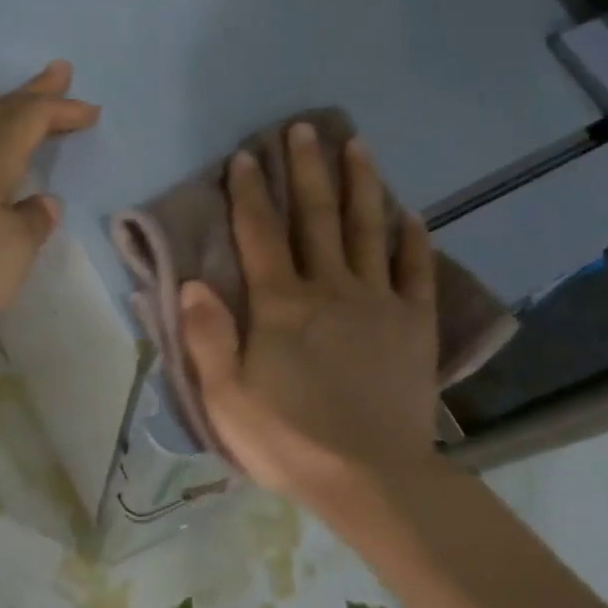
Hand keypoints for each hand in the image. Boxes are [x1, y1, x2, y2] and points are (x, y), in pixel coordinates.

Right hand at [180, 123, 438, 509]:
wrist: (371, 478)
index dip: (250, 192)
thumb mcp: (226, 397)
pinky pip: (416, 271)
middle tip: (304, 128)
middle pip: (315, 217)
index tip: (247, 156)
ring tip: (357, 145)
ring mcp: (378, 302)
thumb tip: (192, 282)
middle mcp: (329, 288)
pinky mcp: (414, 324)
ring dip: (360, 185)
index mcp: (280, 304)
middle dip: (307, 169)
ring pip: (366, 230)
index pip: (259, 234)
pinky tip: (410, 214)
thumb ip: (207, 336)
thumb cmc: (289, 440)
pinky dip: (412, 239)